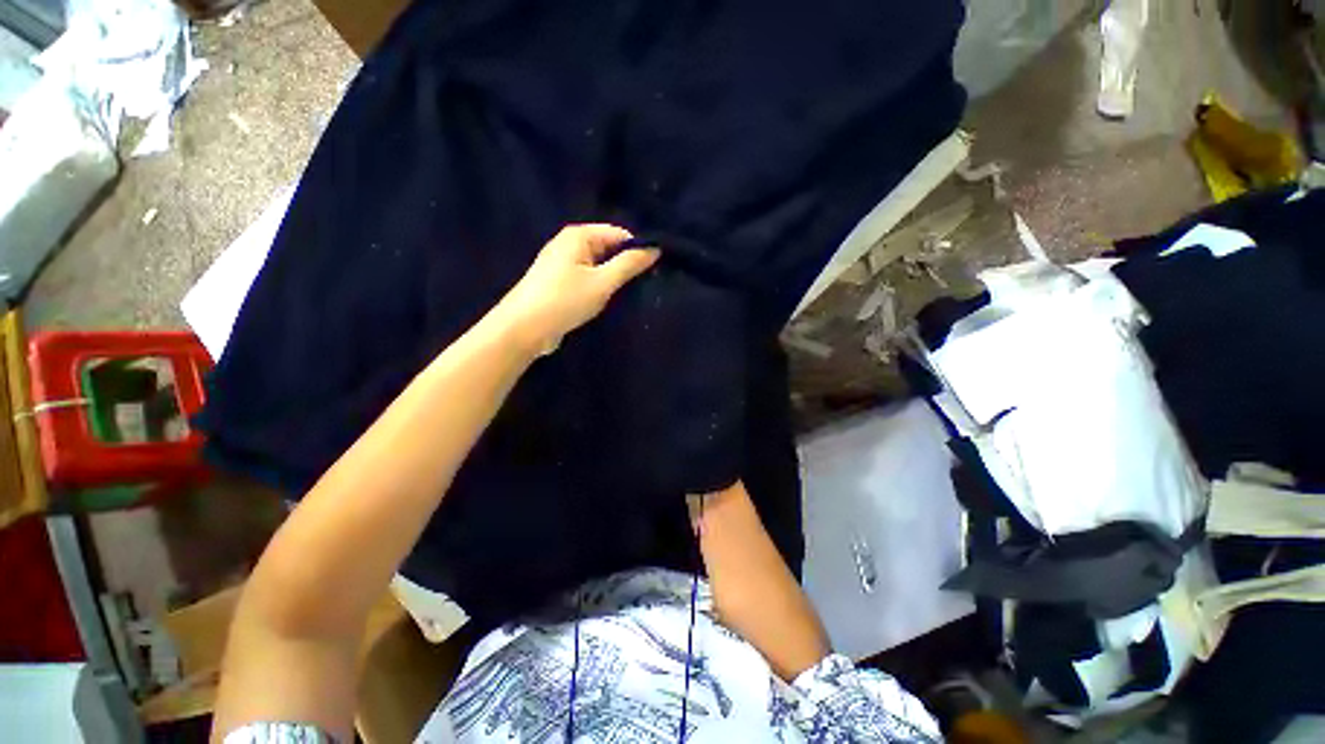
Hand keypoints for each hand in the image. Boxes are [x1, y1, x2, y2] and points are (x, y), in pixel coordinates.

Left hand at [495, 224, 658, 355]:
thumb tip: (655, 248)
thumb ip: (629, 264)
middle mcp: (569, 243)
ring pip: (598, 265)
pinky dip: (598, 287)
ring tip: (625, 295)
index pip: (619, 234)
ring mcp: (562, 263)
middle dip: (625, 265)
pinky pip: (587, 277)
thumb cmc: (564, 301)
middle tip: (642, 285)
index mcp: (578, 235)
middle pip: (608, 248)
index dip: (637, 250)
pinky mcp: (559, 282)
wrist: (523, 329)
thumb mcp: (602, 282)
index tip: (653, 270)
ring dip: (612, 279)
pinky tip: (605, 301)